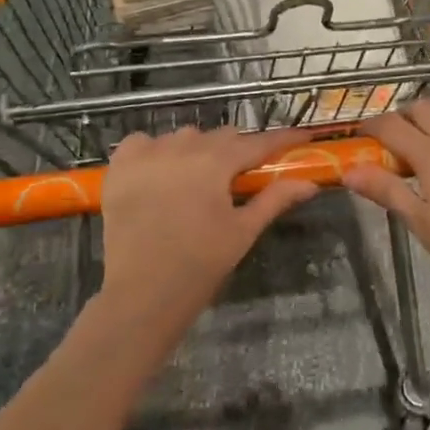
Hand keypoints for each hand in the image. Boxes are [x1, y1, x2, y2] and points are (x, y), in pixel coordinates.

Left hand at [99, 124, 318, 340]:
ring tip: (197, 179)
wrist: (143, 293)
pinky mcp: (120, 166)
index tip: (303, 136)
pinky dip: (154, 151)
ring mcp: (147, 153)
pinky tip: (158, 173)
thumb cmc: (201, 264)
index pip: (258, 142)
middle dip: (236, 151)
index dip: (283, 139)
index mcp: (216, 162)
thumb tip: (310, 184)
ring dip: (196, 151)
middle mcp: (182, 147)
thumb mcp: (243, 231)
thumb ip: (275, 200)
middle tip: (240, 175)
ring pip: (182, 137)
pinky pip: (142, 143)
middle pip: (220, 137)